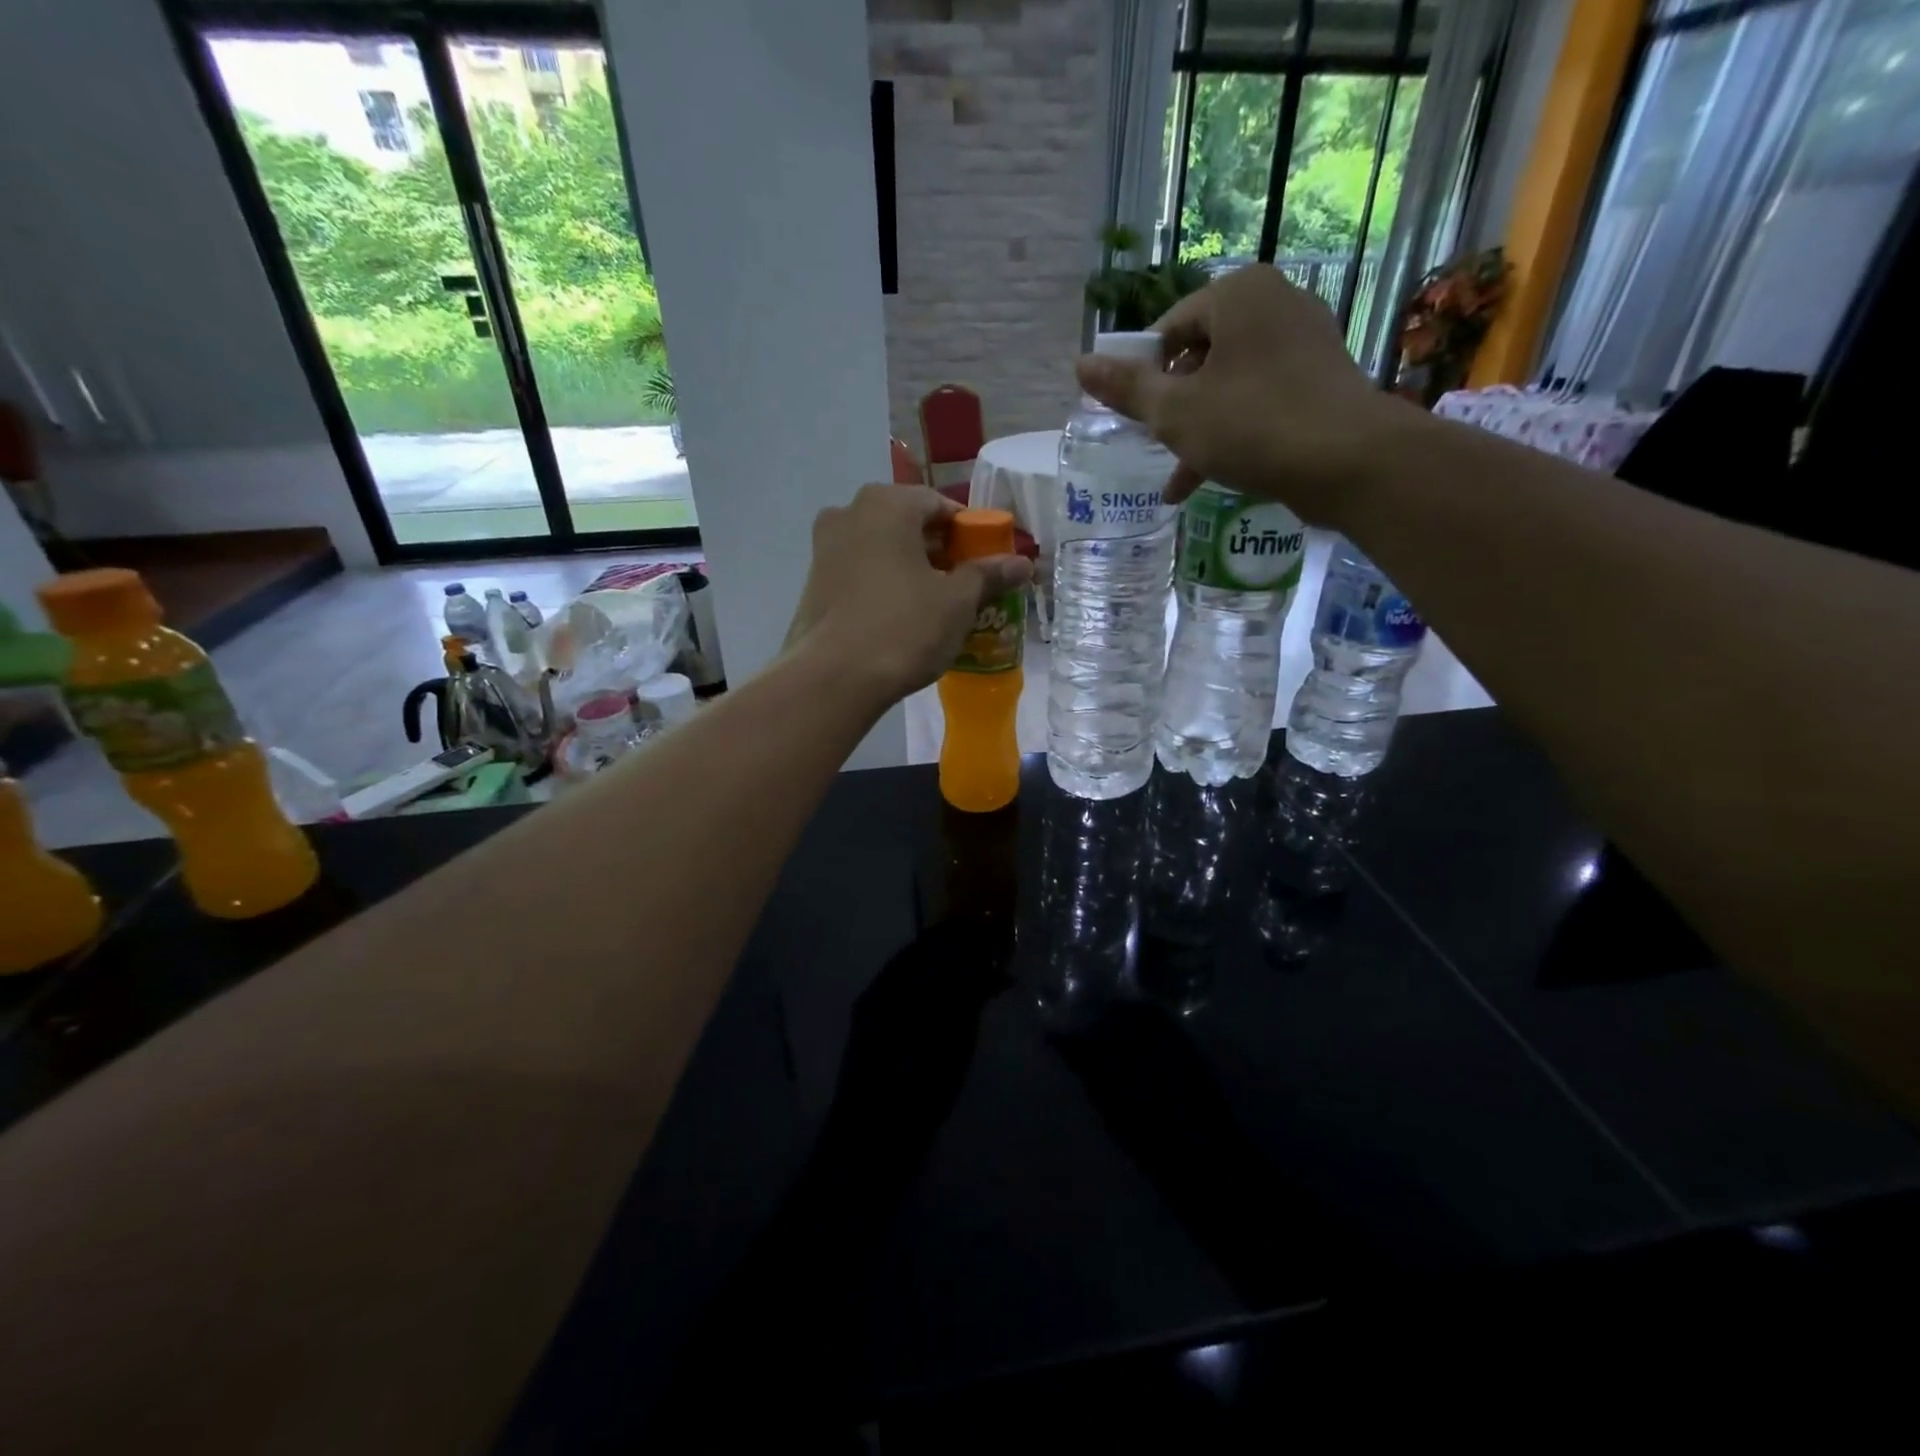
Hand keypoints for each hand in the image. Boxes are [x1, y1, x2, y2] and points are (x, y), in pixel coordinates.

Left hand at [783, 485, 1032, 706]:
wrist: (833, 679)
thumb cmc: (903, 628)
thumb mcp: (957, 602)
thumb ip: (988, 575)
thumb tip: (1022, 563)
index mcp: (886, 504)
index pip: (939, 505)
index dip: (968, 533)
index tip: (985, 562)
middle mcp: (849, 513)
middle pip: (907, 524)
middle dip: (938, 551)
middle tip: (963, 585)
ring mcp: (824, 548)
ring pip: (881, 548)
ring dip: (909, 568)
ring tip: (934, 604)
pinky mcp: (813, 583)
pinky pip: (859, 572)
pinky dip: (883, 585)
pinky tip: (899, 618)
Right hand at [1074, 264, 1415, 521]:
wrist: (1348, 460)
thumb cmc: (1251, 425)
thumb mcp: (1175, 412)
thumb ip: (1127, 389)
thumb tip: (1080, 364)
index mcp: (1236, 295)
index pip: (1169, 329)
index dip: (1144, 377)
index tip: (1137, 419)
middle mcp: (1274, 303)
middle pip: (1200, 357)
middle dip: (1173, 409)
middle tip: (1157, 448)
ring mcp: (1304, 340)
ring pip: (1229, 384)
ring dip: (1199, 430)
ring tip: (1178, 480)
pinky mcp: (1321, 378)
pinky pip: (1261, 399)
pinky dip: (1234, 431)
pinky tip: (1213, 478)